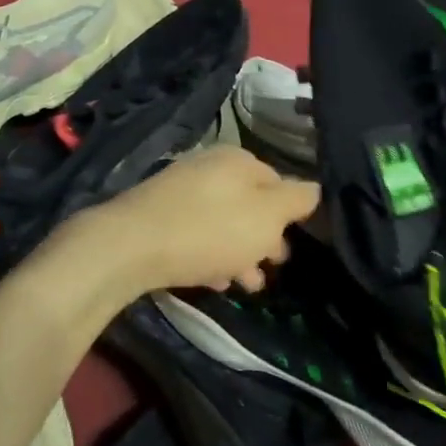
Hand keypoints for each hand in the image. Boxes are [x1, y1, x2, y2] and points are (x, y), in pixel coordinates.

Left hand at [85, 146, 320, 294]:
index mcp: (239, 159)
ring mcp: (179, 188)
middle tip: (270, 269)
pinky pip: (195, 232)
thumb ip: (297, 200)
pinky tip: (213, 280)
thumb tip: (316, 189)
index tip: (290, 246)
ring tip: (245, 285)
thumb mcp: (267, 216)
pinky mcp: (156, 214)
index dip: (289, 216)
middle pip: (250, 203)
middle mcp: (209, 165)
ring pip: (223, 221)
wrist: (129, 246)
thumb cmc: (210, 230)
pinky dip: (210, 253)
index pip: (279, 182)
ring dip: (239, 252)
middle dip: (263, 238)